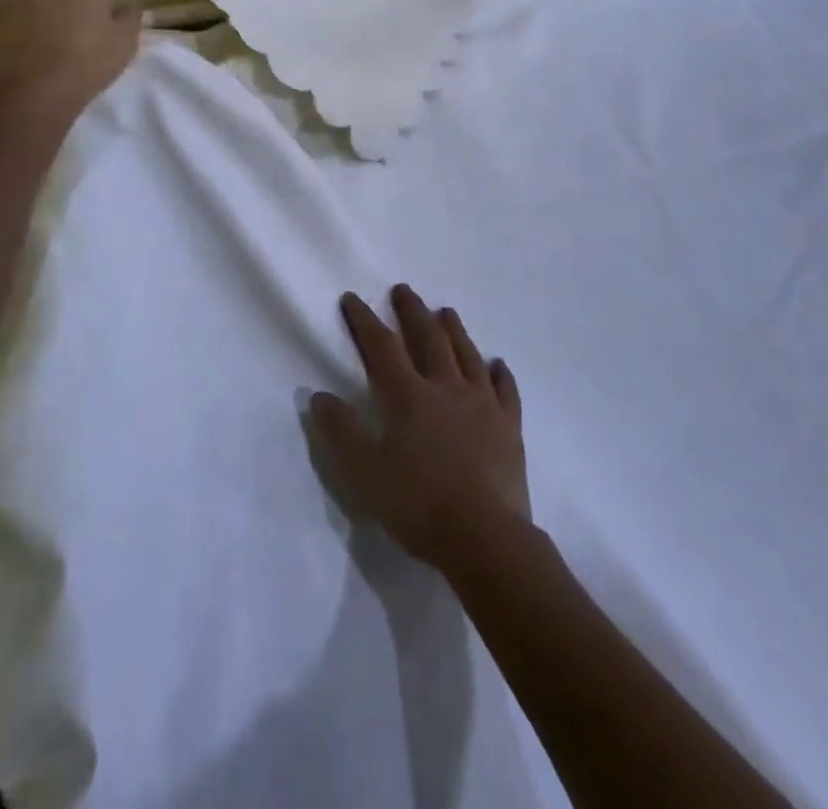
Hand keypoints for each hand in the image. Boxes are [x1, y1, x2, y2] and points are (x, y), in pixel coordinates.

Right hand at [311, 285, 529, 571]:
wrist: (486, 537)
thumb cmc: (419, 505)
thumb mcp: (366, 473)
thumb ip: (342, 432)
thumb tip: (319, 396)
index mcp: (408, 396)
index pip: (381, 347)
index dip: (364, 321)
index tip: (352, 298)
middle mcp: (446, 387)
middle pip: (428, 338)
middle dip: (412, 312)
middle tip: (403, 290)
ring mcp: (482, 403)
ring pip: (467, 354)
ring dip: (454, 330)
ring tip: (446, 311)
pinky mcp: (508, 425)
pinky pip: (505, 389)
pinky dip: (499, 372)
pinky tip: (497, 363)